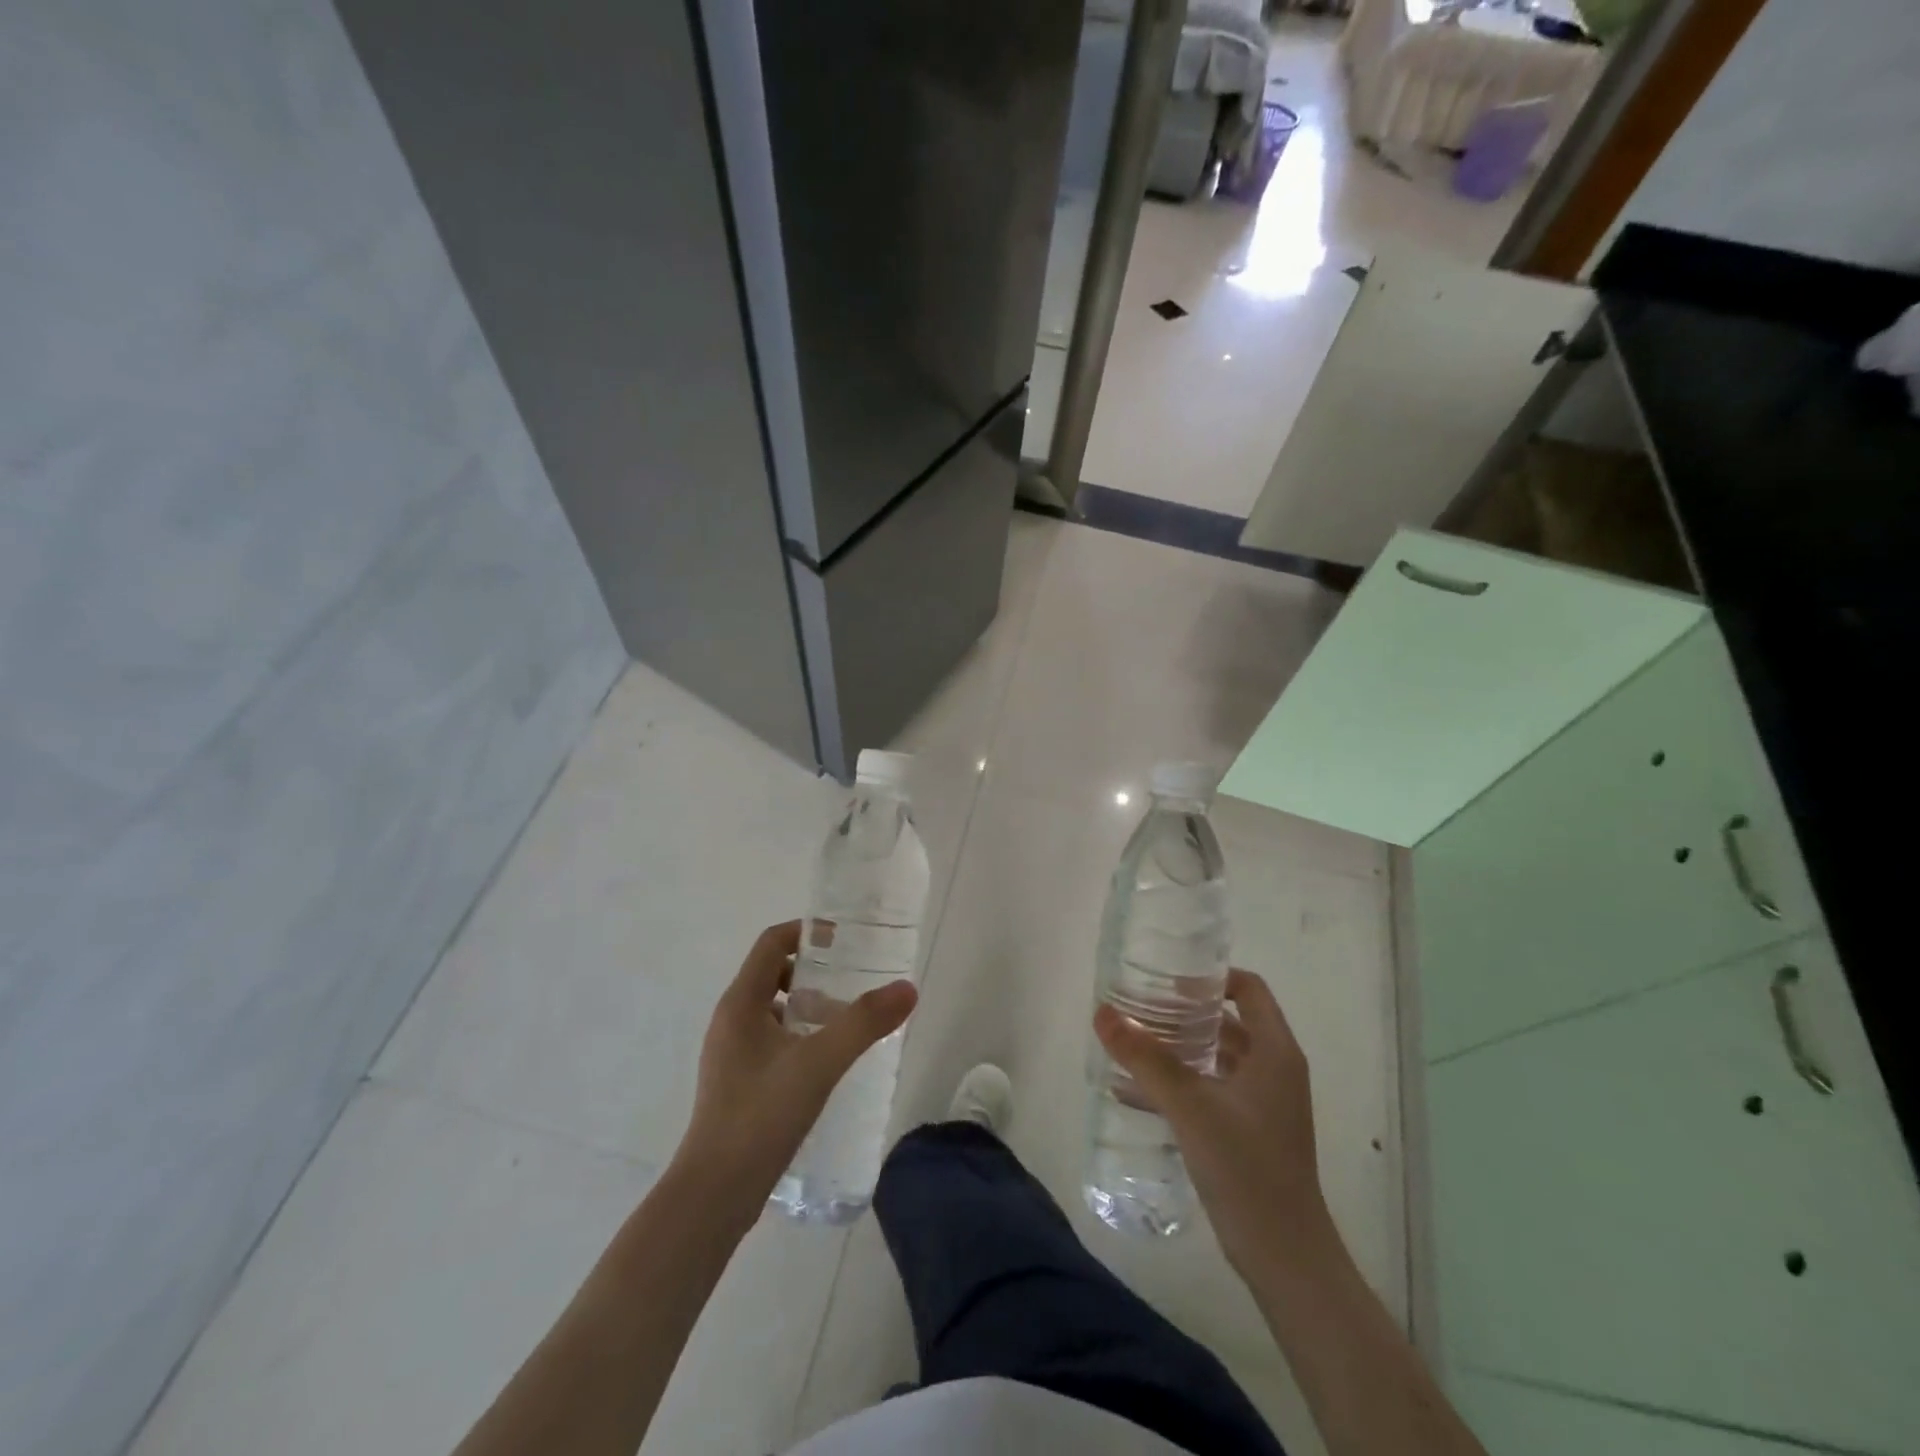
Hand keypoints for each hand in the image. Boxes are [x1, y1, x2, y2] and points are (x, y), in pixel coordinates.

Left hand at [676, 921, 917, 1221]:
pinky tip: (827, 1063)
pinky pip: (772, 1040)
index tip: (844, 940)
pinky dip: (800, 1036)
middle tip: (852, 984)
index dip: (807, 933)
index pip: (771, 943)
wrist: (715, 1194)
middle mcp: (731, 1020)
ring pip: (773, 1010)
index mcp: (740, 1003)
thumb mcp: (819, 1063)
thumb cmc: (761, 1115)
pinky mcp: (738, 1083)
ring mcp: (731, 1053)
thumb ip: (864, 1023)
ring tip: (846, 1024)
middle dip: (813, 973)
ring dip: (808, 1006)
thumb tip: (907, 988)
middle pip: (772, 973)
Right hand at [1094, 968, 1333, 1278]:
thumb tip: (1103, 1012)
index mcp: (1275, 1052)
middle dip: (1183, 1013)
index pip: (1249, 989)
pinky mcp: (1250, 1132)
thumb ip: (1146, 1058)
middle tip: (1138, 1008)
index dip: (1211, 977)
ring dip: (1178, 1048)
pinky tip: (1136, 1092)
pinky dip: (1181, 1083)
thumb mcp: (1190, 1105)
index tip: (1168, 980)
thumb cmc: (1245, 1166)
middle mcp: (1274, 1070)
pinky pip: (1212, 1090)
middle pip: (1228, 1022)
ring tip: (1132, 1045)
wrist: (1284, 1255)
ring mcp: (1264, 1104)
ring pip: (1217, 1057)